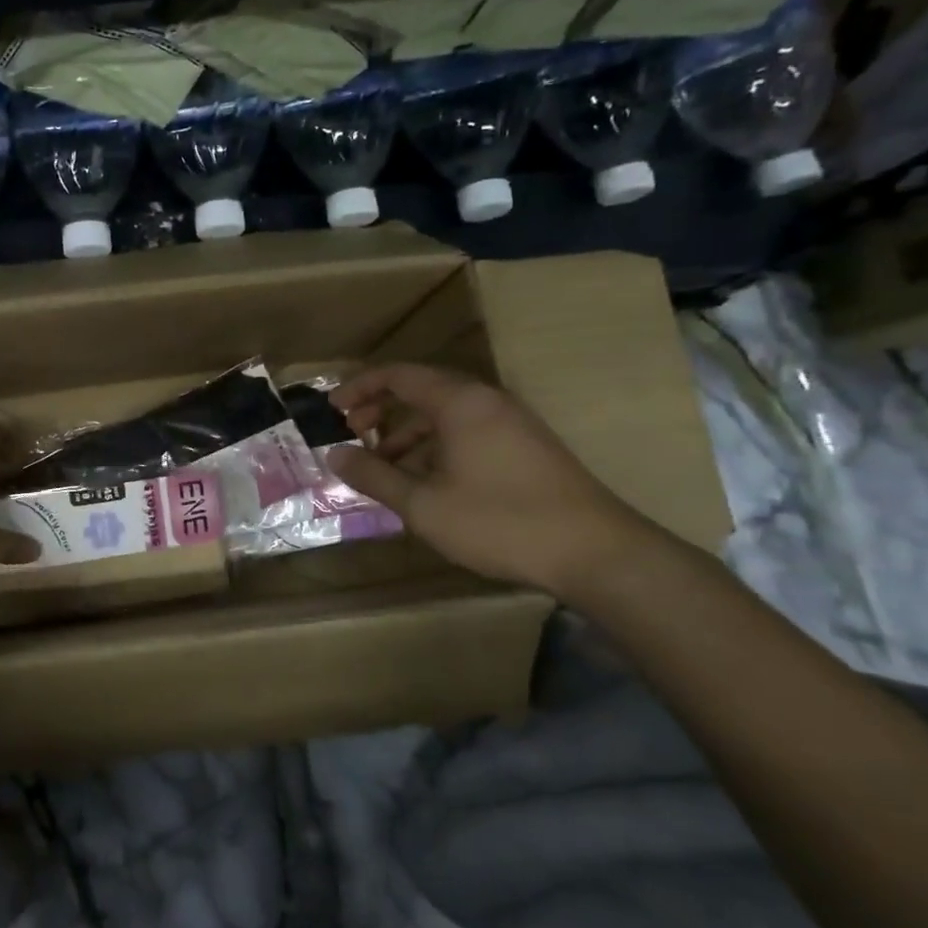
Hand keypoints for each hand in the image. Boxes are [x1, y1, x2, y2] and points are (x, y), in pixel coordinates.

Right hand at [325, 364, 654, 596]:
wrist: (595, 552)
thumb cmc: (499, 521)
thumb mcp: (423, 504)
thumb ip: (374, 476)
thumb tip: (335, 454)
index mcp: (459, 402)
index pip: (398, 375)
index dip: (359, 388)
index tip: (331, 409)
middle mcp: (486, 401)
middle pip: (421, 389)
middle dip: (380, 408)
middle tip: (352, 433)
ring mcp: (510, 423)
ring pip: (444, 413)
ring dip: (406, 431)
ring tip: (383, 463)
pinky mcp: (525, 446)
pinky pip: (466, 430)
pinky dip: (435, 444)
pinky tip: (425, 479)